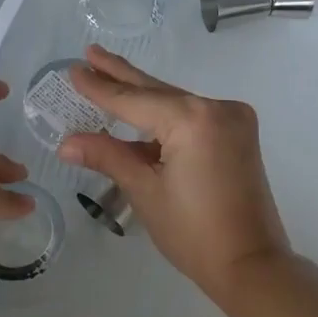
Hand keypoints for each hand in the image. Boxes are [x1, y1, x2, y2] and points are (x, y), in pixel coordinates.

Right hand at [58, 46, 291, 298]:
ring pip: (176, 103)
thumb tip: (67, 143)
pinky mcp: (239, 135)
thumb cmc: (193, 232)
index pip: (134, 100)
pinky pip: (193, 118)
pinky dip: (166, 119)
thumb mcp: (145, 191)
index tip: (74, 68)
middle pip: (158, 91)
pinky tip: (138, 117)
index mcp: (193, 119)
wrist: (250, 264)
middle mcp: (217, 108)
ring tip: (107, 77)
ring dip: (142, 97)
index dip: (101, 87)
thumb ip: (108, 157)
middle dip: (122, 76)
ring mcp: (233, 120)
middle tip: (91, 52)